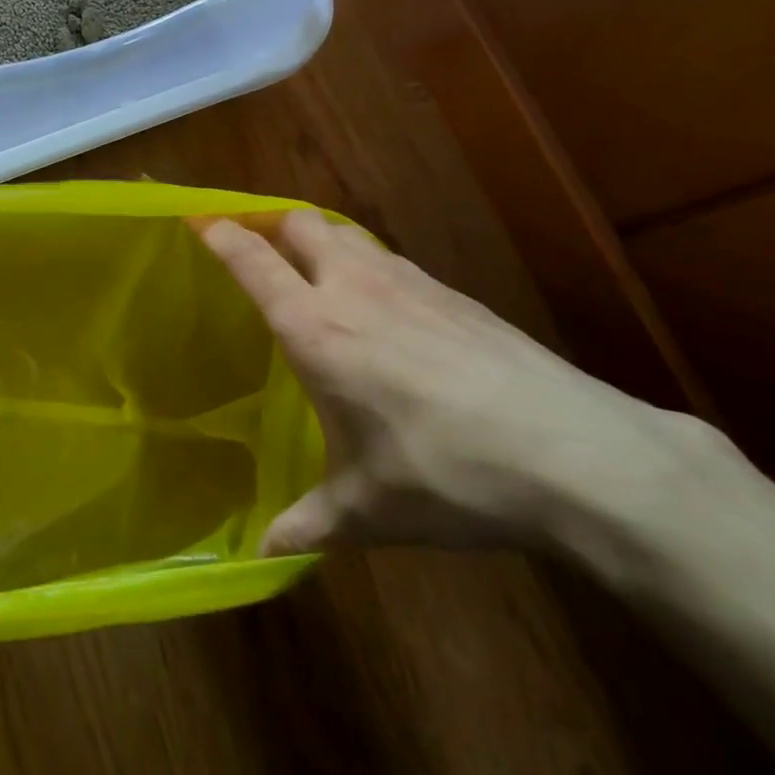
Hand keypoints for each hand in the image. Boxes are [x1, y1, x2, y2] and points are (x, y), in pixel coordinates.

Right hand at [199, 211, 692, 556]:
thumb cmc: (449, 476)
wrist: (576, 453)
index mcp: (316, 330)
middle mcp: (355, 289)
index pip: (253, 261)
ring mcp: (409, 283)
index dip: (221, 234)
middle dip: (272, 226)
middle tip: (257, 249)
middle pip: (301, 223)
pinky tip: (383, 308)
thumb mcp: (370, 510)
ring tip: (315, 274)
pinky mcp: (453, 293)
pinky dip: (367, 264)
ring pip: (348, 233)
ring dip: (321, 241)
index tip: (199, 220)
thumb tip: (265, 554)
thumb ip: (310, 522)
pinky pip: (390, 259)